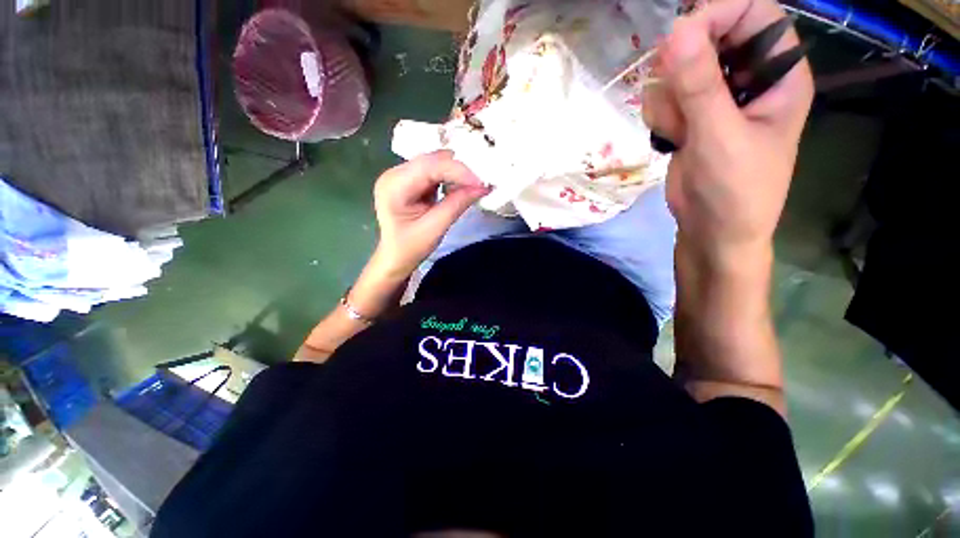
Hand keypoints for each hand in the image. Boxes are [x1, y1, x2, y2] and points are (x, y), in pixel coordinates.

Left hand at [372, 150, 489, 277]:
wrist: (394, 258)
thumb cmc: (410, 248)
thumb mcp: (435, 228)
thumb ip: (457, 204)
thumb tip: (482, 186)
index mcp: (394, 186)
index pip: (430, 166)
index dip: (458, 171)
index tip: (481, 182)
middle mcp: (394, 173)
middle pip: (432, 160)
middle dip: (459, 169)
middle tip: (481, 183)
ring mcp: (401, 175)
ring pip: (435, 163)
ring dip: (456, 172)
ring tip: (473, 186)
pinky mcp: (409, 180)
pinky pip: (434, 171)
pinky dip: (450, 177)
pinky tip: (460, 187)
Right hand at [643, 0, 813, 265]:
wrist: (711, 231)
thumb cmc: (735, 190)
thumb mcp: (721, 137)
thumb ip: (700, 86)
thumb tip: (676, 31)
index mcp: (778, 72)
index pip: (750, 12)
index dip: (715, 16)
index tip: (679, 43)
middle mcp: (748, 77)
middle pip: (708, 36)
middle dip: (684, 66)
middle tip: (681, 100)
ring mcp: (716, 99)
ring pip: (677, 71)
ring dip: (670, 101)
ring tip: (683, 132)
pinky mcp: (689, 118)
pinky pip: (663, 98)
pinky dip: (661, 118)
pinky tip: (672, 140)